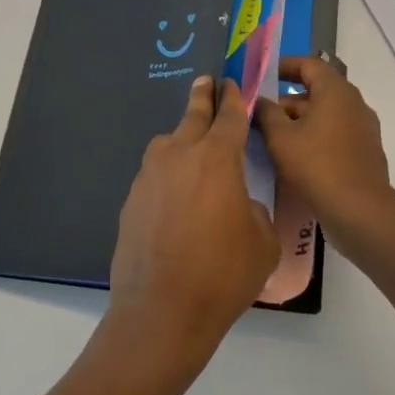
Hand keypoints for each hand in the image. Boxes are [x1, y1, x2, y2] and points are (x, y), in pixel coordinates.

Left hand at [105, 76, 277, 374]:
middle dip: (202, 98)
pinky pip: (155, 175)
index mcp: (217, 159)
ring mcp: (149, 176)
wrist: (161, 312)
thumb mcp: (262, 241)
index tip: (232, 83)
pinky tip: (175, 199)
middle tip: (206, 82)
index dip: (234, 98)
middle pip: (193, 116)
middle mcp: (179, 156)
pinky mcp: (131, 199)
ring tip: (192, 147)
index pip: (229, 117)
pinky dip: (168, 174)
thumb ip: (253, 209)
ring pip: (168, 144)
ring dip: (182, 139)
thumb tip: (237, 203)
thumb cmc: (223, 275)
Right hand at [255, 57, 394, 241]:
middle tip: (261, 113)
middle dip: (287, 99)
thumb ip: (266, 113)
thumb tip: (259, 100)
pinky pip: (336, 132)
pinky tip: (296, 156)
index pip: (309, 64)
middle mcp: (354, 103)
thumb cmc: (316, 165)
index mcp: (335, 91)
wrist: (360, 211)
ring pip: (326, 113)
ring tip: (273, 137)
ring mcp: (363, 127)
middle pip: (318, 89)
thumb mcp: (280, 137)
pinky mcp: (366, 150)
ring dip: (300, 120)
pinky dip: (315, 135)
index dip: (285, 66)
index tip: (263, 75)